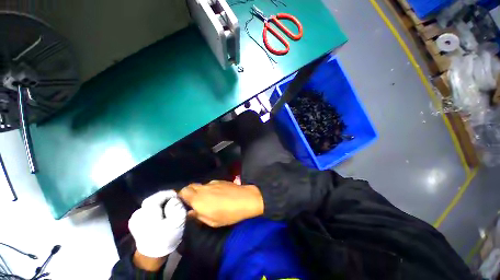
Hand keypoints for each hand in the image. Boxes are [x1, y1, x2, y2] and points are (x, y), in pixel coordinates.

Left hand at [129, 191, 185, 259]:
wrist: (151, 256)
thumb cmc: (166, 238)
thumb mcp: (177, 223)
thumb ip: (177, 208)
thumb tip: (174, 199)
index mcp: (148, 213)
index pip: (159, 196)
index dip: (170, 194)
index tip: (178, 196)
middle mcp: (138, 213)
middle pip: (154, 199)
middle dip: (165, 198)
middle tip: (175, 201)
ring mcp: (135, 218)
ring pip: (150, 204)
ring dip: (160, 203)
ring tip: (169, 208)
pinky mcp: (134, 222)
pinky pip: (147, 209)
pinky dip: (155, 209)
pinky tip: (161, 214)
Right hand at [179, 180, 263, 227]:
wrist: (246, 199)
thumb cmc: (229, 214)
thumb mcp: (212, 221)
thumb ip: (198, 216)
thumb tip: (191, 212)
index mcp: (198, 199)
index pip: (183, 191)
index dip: (180, 196)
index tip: (182, 202)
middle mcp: (203, 188)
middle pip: (190, 186)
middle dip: (188, 192)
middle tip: (192, 201)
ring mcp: (212, 183)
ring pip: (201, 185)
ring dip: (200, 191)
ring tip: (206, 199)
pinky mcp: (220, 180)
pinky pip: (210, 184)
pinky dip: (209, 189)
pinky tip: (217, 194)